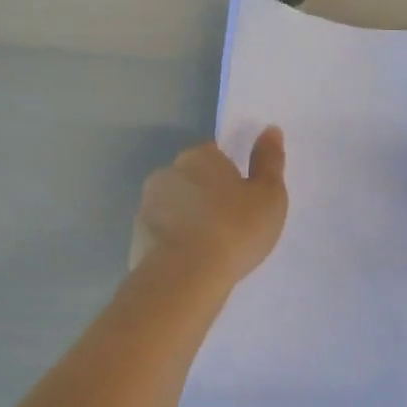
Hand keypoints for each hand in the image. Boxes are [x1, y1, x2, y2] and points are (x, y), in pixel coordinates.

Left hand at [131, 129, 288, 285]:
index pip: (216, 155)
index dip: (231, 176)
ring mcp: (147, 204)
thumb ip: (269, 161)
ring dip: (188, 219)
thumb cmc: (235, 229)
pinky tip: (191, 263)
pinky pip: (162, 234)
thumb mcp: (268, 195)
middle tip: (230, 225)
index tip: (243, 200)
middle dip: (206, 196)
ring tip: (210, 249)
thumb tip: (270, 129)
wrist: (185, 276)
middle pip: (192, 179)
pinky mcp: (136, 236)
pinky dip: (174, 243)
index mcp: (201, 156)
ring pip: (174, 206)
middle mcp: (168, 172)